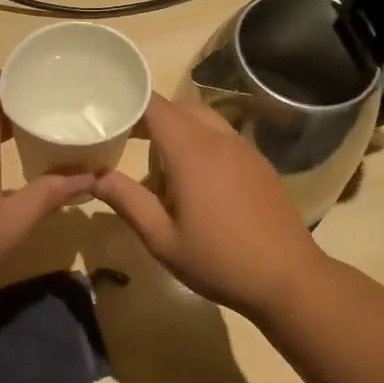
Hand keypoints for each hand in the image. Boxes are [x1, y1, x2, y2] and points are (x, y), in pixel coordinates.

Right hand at [92, 94, 326, 318]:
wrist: (289, 279)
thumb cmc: (219, 261)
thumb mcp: (162, 239)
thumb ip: (127, 201)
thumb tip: (94, 177)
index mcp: (192, 152)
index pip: (155, 106)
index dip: (129, 103)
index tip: (106, 115)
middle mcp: (219, 139)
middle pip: (179, 108)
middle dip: (150, 119)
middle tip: (125, 143)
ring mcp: (244, 150)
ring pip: (203, 121)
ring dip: (177, 132)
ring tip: (159, 170)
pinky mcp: (259, 164)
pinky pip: (222, 138)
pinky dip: (200, 144)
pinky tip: (195, 184)